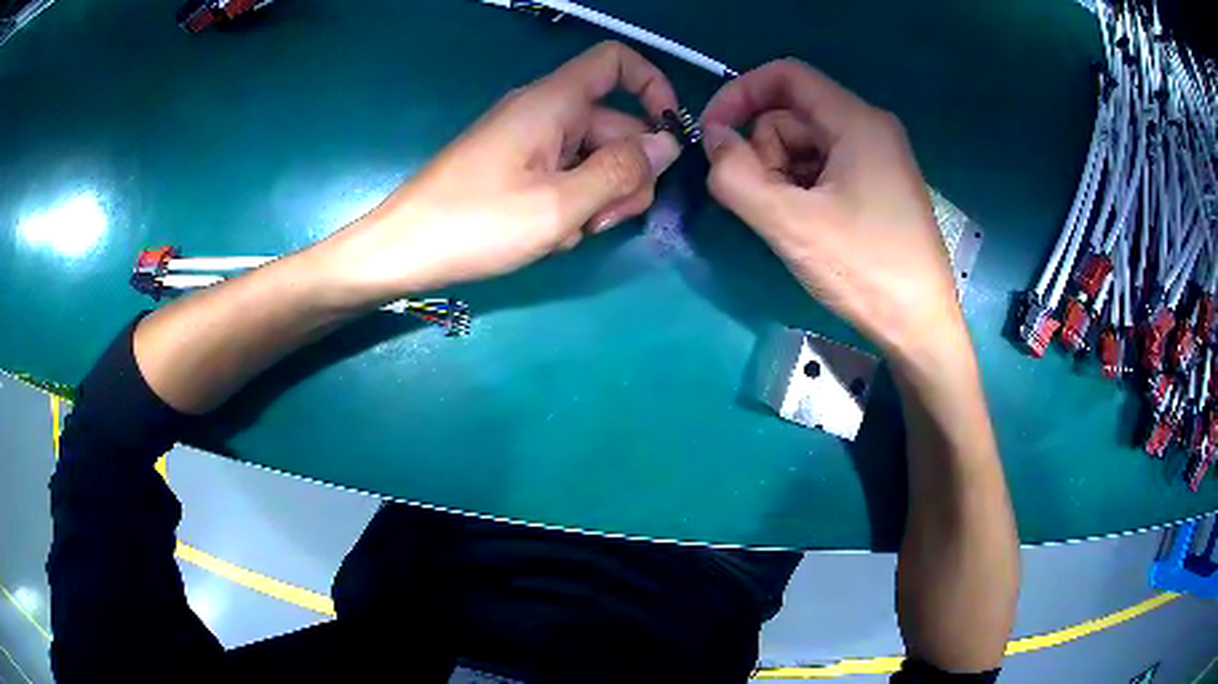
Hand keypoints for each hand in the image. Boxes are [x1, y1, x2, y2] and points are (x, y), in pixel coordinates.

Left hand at [325, 41, 681, 301]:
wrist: (402, 251)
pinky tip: (549, 235)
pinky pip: (566, 175)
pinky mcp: (517, 168)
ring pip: (594, 157)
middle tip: (606, 220)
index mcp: (553, 102)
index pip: (615, 62)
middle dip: (627, 172)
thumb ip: (622, 172)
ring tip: (570, 232)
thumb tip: (666, 145)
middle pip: (616, 123)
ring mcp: (530, 141)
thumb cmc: (475, 224)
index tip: (669, 136)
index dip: (653, 86)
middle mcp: (544, 112)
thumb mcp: (560, 204)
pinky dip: (571, 203)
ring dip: (599, 196)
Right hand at [700, 59, 965, 363]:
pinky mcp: (878, 187)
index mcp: (857, 121)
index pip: (785, 76)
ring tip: (791, 223)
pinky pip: (824, 169)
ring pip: (805, 145)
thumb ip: (736, 175)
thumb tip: (712, 139)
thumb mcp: (790, 223)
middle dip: (764, 151)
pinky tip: (809, 227)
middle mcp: (870, 129)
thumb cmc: (864, 270)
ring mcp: (877, 159)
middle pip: (792, 115)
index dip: (740, 95)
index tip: (712, 134)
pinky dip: (802, 190)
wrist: (920, 327)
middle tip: (765, 203)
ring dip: (781, 176)